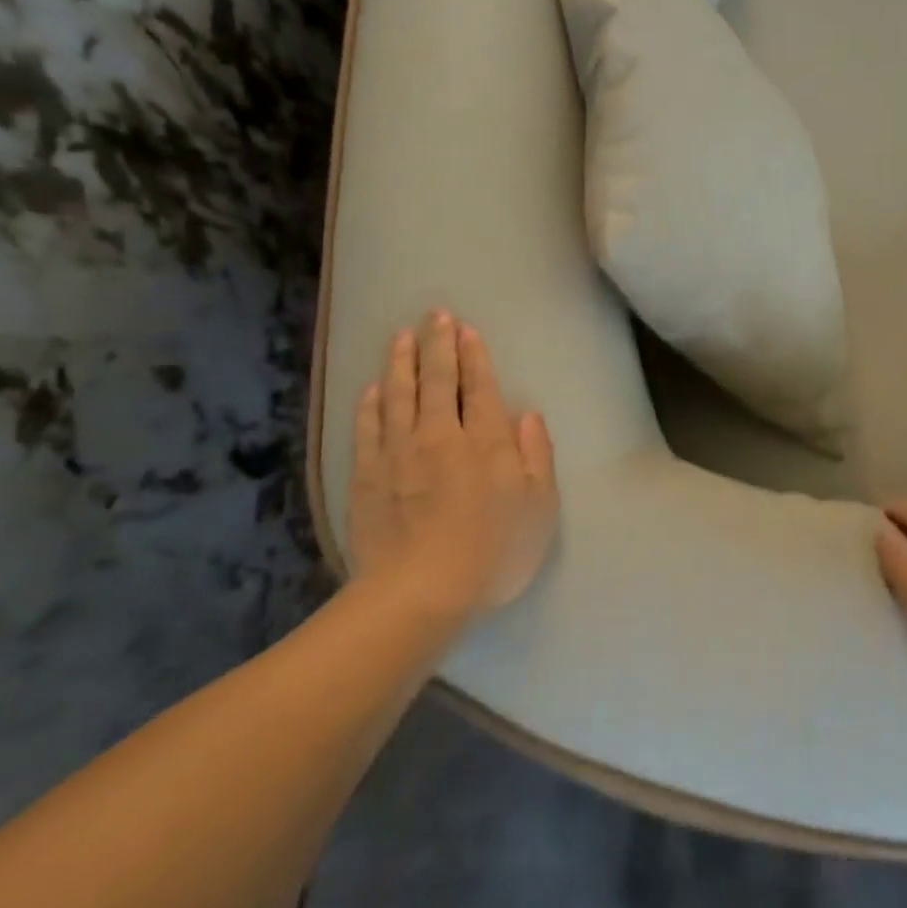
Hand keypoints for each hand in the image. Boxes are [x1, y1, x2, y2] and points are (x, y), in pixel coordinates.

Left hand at [347, 310, 558, 633]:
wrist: (419, 593)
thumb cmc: (493, 553)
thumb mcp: (539, 509)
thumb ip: (536, 457)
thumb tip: (528, 416)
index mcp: (487, 442)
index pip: (480, 387)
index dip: (474, 356)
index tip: (466, 330)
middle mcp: (441, 436)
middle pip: (439, 381)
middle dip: (438, 344)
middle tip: (436, 315)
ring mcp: (399, 453)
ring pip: (400, 395)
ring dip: (402, 362)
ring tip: (402, 335)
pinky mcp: (367, 475)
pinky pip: (369, 427)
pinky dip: (372, 402)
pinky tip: (374, 387)